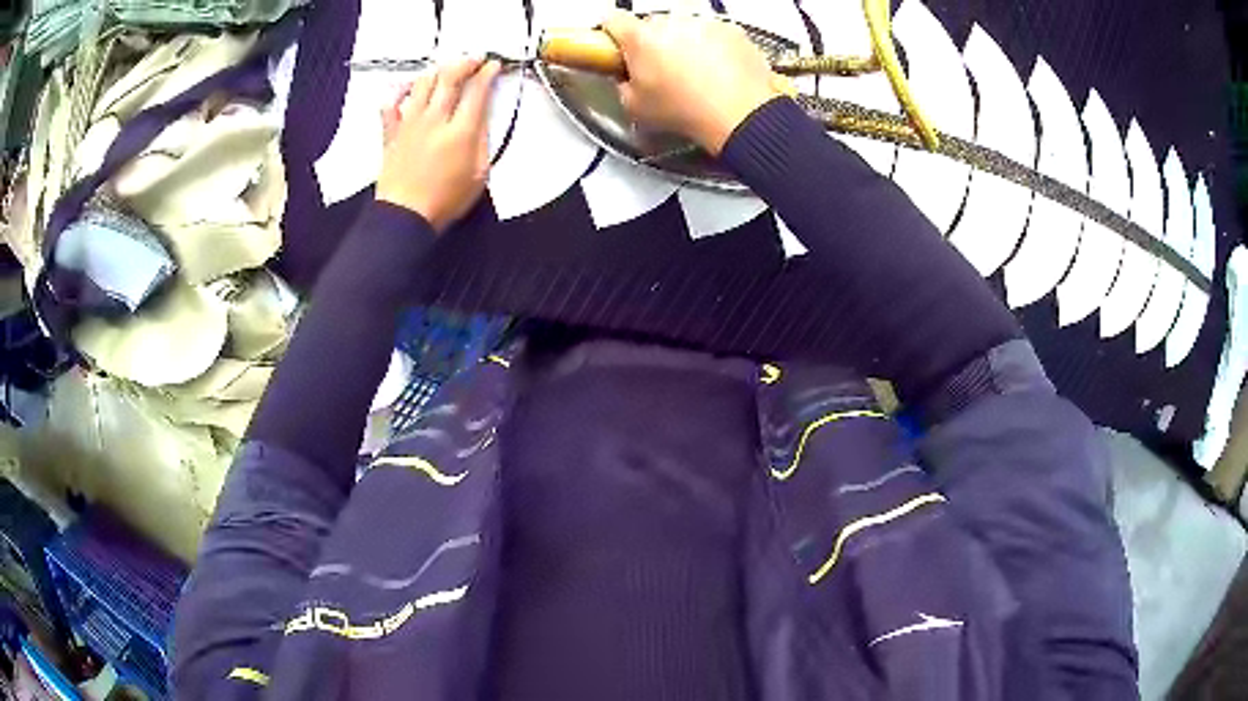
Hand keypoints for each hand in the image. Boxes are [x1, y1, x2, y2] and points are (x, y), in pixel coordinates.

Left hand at [377, 58, 499, 232]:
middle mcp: (434, 120)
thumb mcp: (479, 174)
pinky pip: (390, 104)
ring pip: (422, 84)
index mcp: (460, 131)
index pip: (477, 91)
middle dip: (465, 63)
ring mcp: (409, 124)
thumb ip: (482, 141)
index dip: (488, 73)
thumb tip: (482, 118)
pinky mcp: (392, 133)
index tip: (494, 65)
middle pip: (449, 78)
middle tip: (475, 59)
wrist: (405, 216)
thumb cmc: (446, 200)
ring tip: (445, 70)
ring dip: (436, 72)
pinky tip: (407, 90)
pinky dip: (398, 92)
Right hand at [601, 10, 781, 154]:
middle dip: (653, 44)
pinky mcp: (731, 30)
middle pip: (652, 25)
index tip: (617, 47)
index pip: (612, 20)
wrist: (740, 114)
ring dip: (685, 45)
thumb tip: (626, 80)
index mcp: (640, 37)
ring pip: (685, 28)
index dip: (612, 34)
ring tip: (694, 77)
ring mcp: (704, 23)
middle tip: (660, 73)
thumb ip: (623, 85)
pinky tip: (718, 73)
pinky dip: (714, 48)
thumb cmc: (688, 111)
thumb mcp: (635, 107)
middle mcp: (671, 22)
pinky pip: (715, 34)